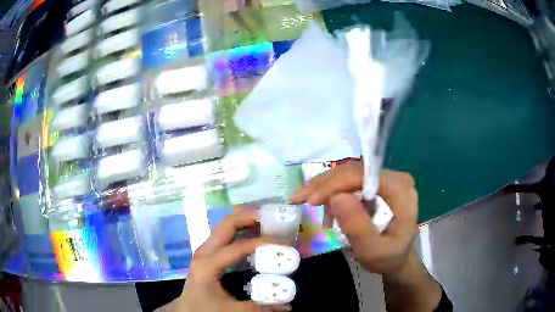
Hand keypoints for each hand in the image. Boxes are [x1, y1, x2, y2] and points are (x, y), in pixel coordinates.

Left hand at [165, 210, 288, 311]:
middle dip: (250, 217)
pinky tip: (254, 235)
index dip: (260, 242)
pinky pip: (225, 236)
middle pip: (227, 225)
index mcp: (208, 264)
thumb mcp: (231, 311)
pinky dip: (240, 230)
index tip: (282, 242)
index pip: (237, 247)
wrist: (186, 309)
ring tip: (267, 222)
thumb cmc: (204, 309)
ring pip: (225, 227)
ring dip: (245, 221)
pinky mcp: (208, 254)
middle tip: (272, 218)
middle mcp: (205, 252)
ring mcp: (205, 251)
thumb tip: (288, 306)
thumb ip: (259, 308)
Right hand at [291, 164, 418, 275]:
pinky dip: (334, 193)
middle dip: (324, 185)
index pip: (364, 176)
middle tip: (298, 197)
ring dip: (326, 188)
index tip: (310, 201)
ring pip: (350, 175)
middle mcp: (395, 178)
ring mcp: (387, 180)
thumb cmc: (388, 258)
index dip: (335, 184)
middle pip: (354, 172)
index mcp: (400, 190)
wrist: (398, 259)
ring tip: (306, 203)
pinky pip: (351, 182)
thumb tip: (337, 196)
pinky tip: (326, 210)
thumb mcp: (373, 251)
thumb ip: (357, 226)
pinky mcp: (378, 185)